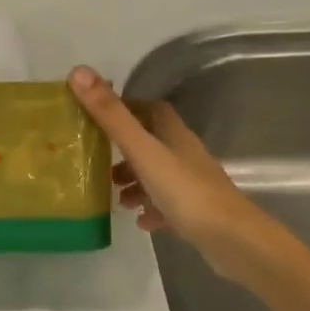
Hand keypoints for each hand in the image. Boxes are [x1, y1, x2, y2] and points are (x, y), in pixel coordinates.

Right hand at [69, 66, 309, 292]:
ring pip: (159, 175)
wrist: (232, 240)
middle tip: (100, 160)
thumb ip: (110, 115)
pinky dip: (151, 208)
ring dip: (136, 182)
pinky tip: (140, 220)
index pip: (151, 109)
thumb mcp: (141, 150)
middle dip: (126, 150)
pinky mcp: (197, 213)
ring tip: (115, 196)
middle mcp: (185, 154)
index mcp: (174, 134)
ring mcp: (193, 184)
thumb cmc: (184, 190)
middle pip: (153, 143)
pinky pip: (168, 205)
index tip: (100, 115)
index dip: (128, 108)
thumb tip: (78, 71)